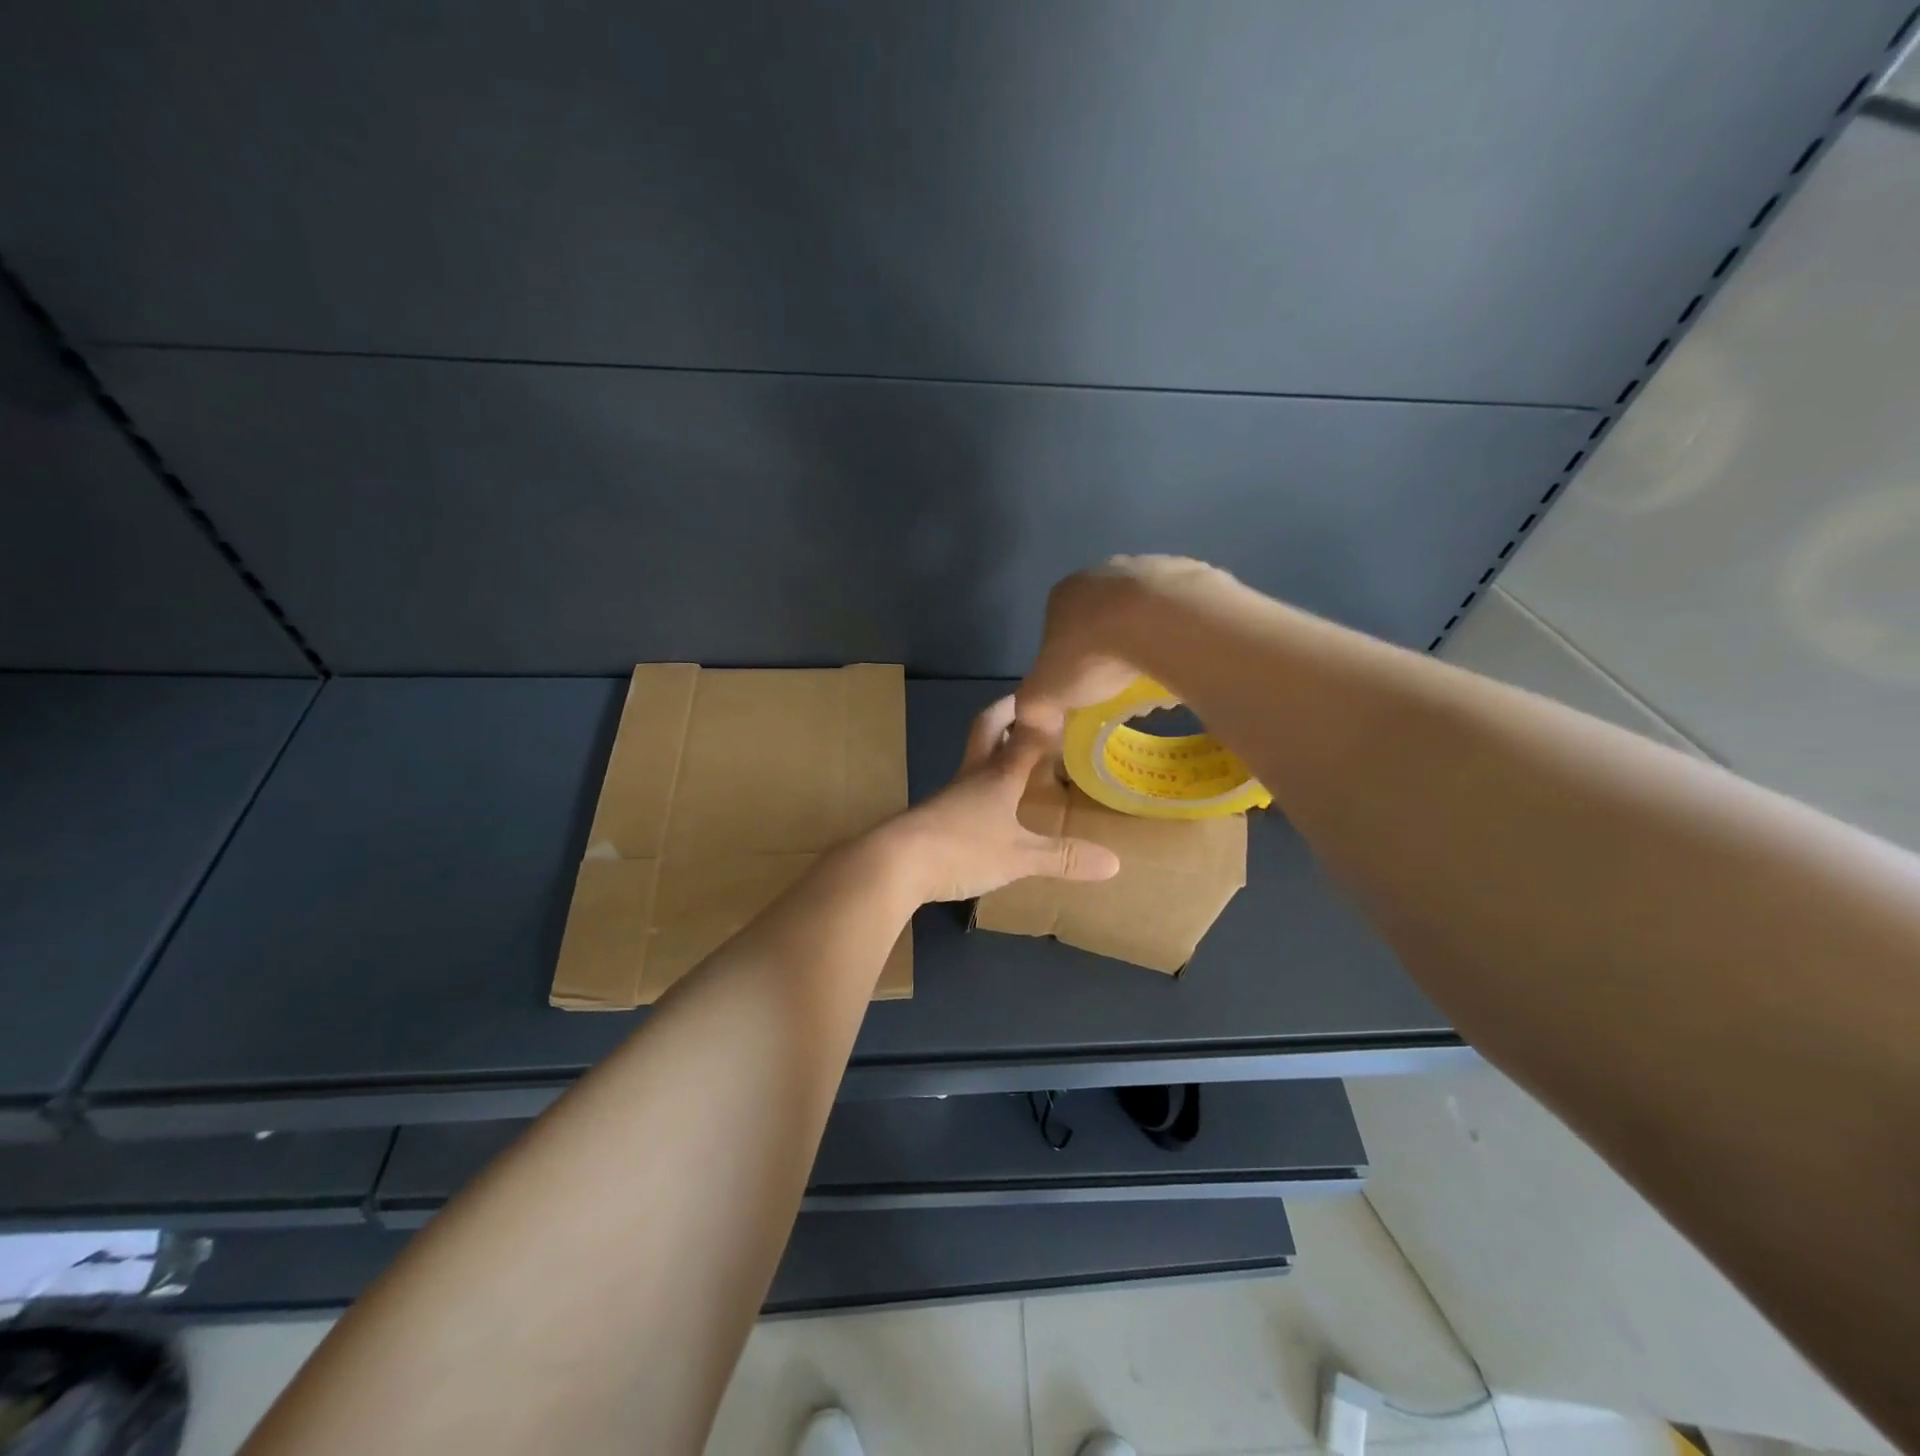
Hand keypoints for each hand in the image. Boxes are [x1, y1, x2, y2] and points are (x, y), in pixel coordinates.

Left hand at [876, 696, 1120, 903]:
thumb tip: (1116, 863)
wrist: (894, 864)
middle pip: (986, 730)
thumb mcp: (1018, 856)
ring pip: (975, 758)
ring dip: (995, 747)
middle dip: (1006, 712)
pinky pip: (967, 788)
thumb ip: (1063, 857)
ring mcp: (951, 795)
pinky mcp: (936, 816)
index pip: (1025, 734)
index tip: (1060, 697)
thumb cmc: (962, 848)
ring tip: (1019, 752)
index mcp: (997, 775)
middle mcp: (973, 775)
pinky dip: (984, 782)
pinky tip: (993, 802)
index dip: (1043, 716)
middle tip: (1026, 703)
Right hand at [1014, 555, 1234, 735]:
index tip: (1084, 688)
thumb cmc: (1092, 655)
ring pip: (1145, 610)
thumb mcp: (1045, 693)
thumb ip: (1033, 707)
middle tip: (1121, 683)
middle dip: (1110, 648)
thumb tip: (1037, 722)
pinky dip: (1181, 631)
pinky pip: (1183, 610)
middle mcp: (1104, 571)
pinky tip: (1186, 657)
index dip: (1068, 661)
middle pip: (1103, 616)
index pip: (1057, 628)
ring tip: (1158, 674)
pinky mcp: (1192, 572)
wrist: (1160, 622)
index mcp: (1064, 594)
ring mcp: (1150, 567)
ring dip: (1148, 637)